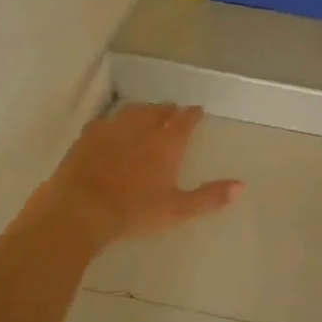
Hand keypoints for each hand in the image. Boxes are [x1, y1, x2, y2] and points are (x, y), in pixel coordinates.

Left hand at [42, 102, 240, 247]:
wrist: (80, 210)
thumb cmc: (133, 211)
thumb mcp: (176, 209)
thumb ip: (209, 197)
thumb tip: (241, 186)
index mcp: (166, 144)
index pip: (184, 121)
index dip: (192, 114)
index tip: (198, 110)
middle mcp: (141, 130)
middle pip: (158, 112)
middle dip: (168, 110)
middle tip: (174, 110)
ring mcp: (112, 131)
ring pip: (132, 112)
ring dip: (143, 110)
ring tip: (147, 112)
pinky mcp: (87, 138)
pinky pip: (105, 122)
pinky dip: (114, 121)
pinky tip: (111, 126)